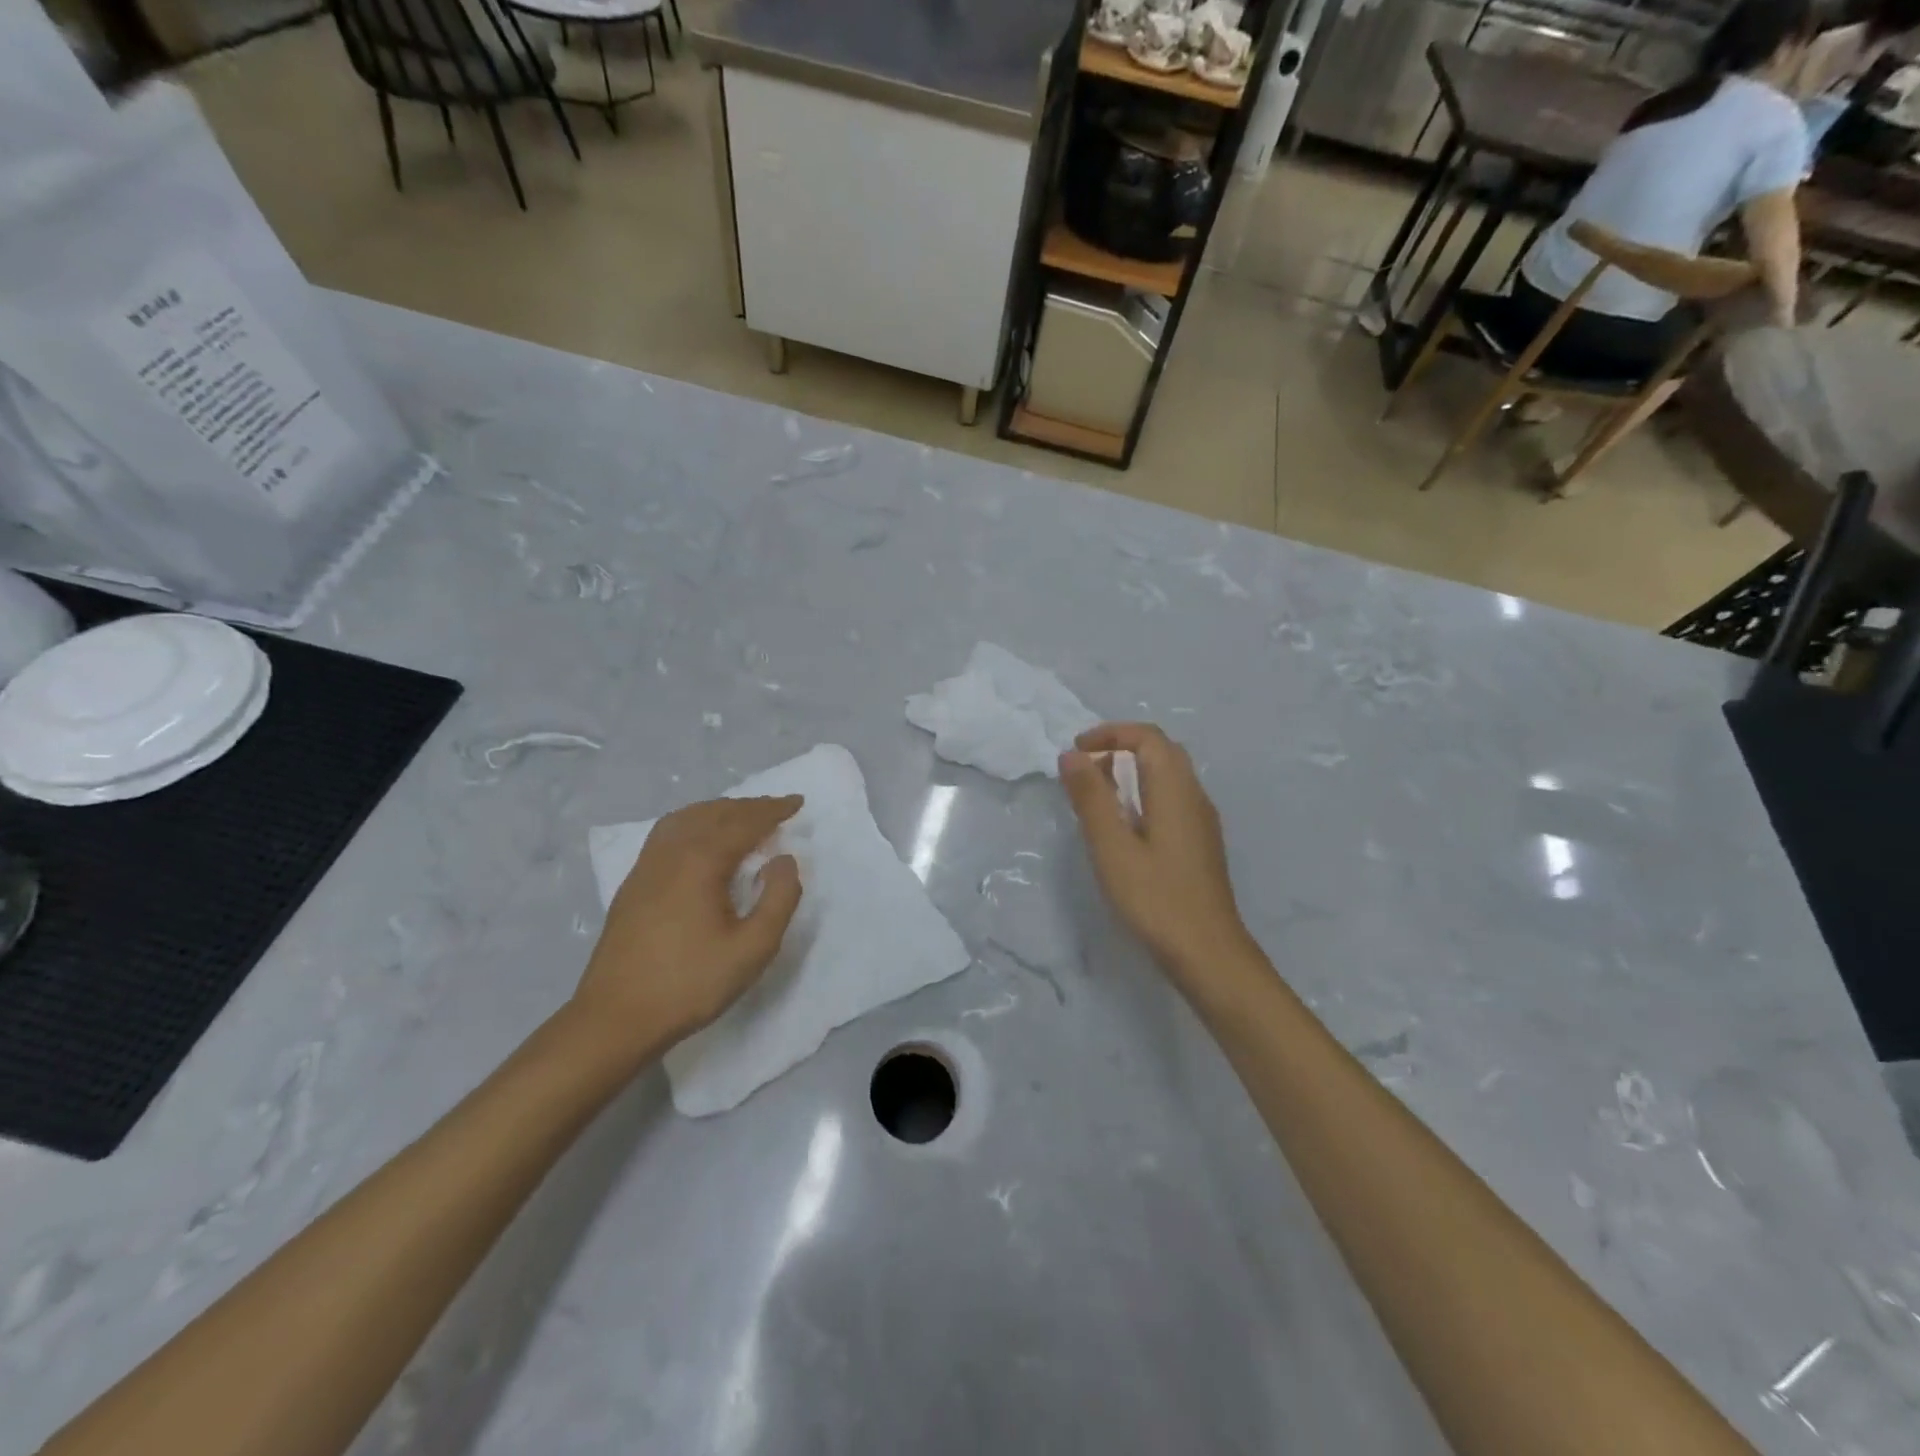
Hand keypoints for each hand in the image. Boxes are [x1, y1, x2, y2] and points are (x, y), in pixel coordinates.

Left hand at [572, 796, 803, 1056]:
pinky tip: (700, 841)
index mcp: (700, 861)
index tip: (798, 802)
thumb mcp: (753, 949)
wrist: (615, 1019)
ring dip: (719, 811)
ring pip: (686, 819)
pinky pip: (668, 833)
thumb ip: (778, 899)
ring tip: (742, 817)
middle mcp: (671, 852)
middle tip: (777, 808)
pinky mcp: (633, 884)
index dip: (773, 810)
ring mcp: (646, 866)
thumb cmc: (689, 984)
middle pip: (714, 813)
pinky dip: (695, 823)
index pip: (744, 822)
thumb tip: (783, 860)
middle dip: (749, 807)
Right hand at [1059, 723, 1254, 983]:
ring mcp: (1201, 822)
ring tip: (1097, 796)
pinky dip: (1143, 795)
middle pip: (1161, 751)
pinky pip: (1171, 800)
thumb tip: (1071, 755)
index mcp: (1176, 790)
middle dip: (1120, 748)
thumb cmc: (1156, 898)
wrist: (1209, 954)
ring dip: (1131, 773)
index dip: (1110, 734)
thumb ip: (1091, 797)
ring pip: (1168, 777)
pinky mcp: (1200, 844)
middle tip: (1085, 769)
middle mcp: (1194, 797)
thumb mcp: (1112, 846)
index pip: (1147, 738)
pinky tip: (1124, 828)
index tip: (1076, 751)